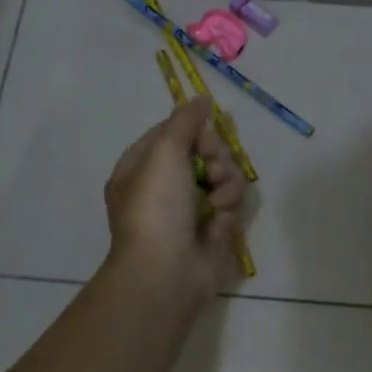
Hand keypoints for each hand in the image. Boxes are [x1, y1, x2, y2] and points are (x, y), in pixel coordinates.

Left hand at [102, 99, 247, 312]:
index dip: (192, 131)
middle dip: (215, 158)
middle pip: (203, 152)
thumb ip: (184, 121)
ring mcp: (189, 210)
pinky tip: (219, 222)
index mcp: (140, 168)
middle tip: (211, 169)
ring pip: (222, 177)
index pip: (171, 134)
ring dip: (225, 184)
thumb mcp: (164, 152)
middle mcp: (163, 187)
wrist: (166, 272)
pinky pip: (231, 204)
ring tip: (216, 201)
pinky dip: (227, 210)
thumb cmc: (157, 207)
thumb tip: (200, 98)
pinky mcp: (213, 230)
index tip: (204, 134)